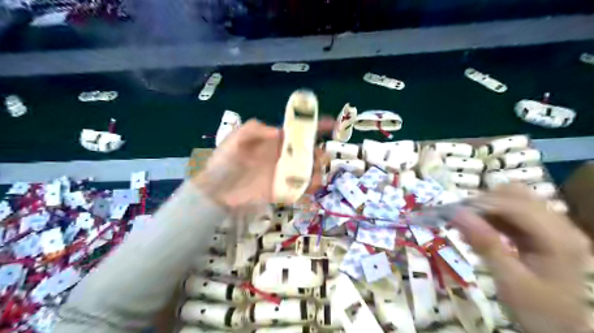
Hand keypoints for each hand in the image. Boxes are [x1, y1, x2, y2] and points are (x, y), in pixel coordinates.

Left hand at [193, 118, 332, 208]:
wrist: (215, 191)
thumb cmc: (224, 161)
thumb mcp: (235, 139)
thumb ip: (253, 130)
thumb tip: (278, 131)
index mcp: (274, 141)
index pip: (298, 131)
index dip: (315, 126)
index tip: (331, 124)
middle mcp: (282, 156)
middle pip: (308, 152)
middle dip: (319, 153)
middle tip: (318, 157)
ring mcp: (283, 174)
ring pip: (308, 171)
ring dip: (317, 172)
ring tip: (315, 176)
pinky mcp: (280, 191)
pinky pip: (299, 189)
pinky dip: (309, 188)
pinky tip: (310, 188)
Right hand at [454, 183, 591, 332]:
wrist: (560, 329)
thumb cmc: (537, 310)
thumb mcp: (509, 280)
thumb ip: (484, 244)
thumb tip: (456, 214)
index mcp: (558, 239)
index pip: (516, 205)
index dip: (482, 204)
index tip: (453, 212)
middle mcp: (559, 225)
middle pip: (516, 194)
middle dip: (483, 203)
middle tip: (460, 219)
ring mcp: (552, 226)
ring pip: (512, 198)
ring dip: (486, 207)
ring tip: (468, 224)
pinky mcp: (541, 230)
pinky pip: (512, 211)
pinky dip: (491, 215)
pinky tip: (478, 229)